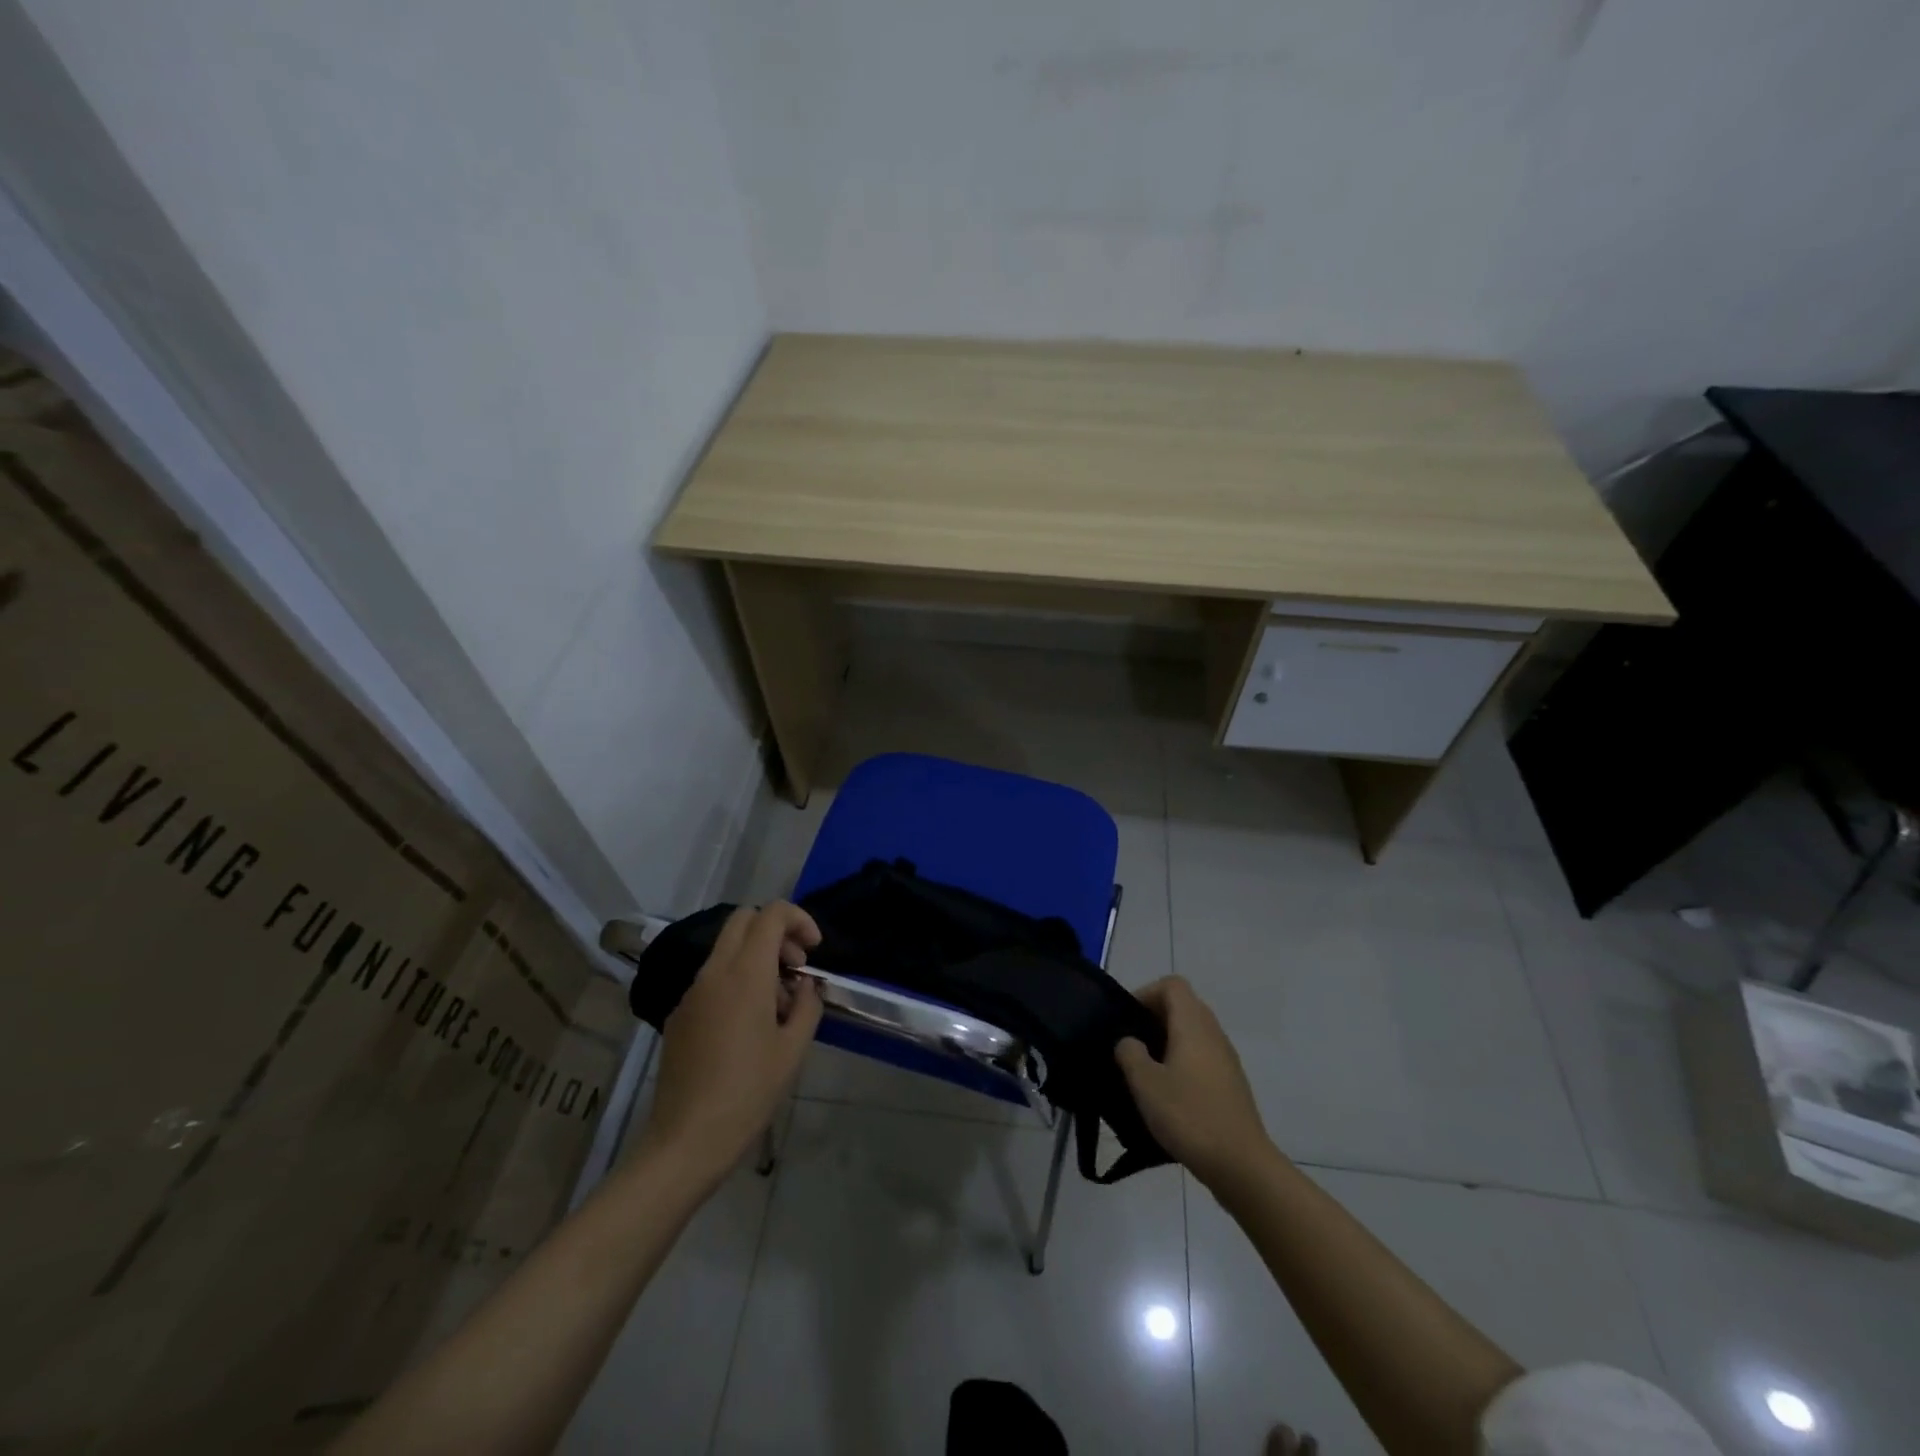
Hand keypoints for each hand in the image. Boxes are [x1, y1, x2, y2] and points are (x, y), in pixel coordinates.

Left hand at [638, 902, 823, 1192]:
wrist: (686, 1139)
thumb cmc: (749, 1092)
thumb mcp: (794, 1049)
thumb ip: (807, 1004)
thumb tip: (804, 985)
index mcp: (745, 974)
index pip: (771, 914)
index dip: (799, 919)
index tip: (813, 951)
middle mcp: (714, 972)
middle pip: (743, 920)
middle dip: (776, 932)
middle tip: (795, 968)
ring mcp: (692, 992)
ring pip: (727, 948)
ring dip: (757, 958)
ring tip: (777, 1006)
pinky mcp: (680, 1014)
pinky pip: (713, 977)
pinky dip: (737, 980)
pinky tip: (748, 1027)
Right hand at [1116, 975, 1275, 1190]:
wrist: (1242, 1166)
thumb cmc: (1189, 1116)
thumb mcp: (1145, 1084)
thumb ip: (1130, 1053)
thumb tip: (1129, 1041)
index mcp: (1193, 1025)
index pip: (1172, 985)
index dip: (1146, 993)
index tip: (1127, 1020)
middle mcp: (1213, 1033)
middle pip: (1183, 1006)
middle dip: (1154, 1018)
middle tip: (1131, 1045)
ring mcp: (1226, 1059)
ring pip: (1193, 1033)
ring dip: (1168, 1042)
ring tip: (1145, 1071)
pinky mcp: (1231, 1084)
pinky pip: (1202, 1057)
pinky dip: (1182, 1062)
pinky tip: (1168, 1095)